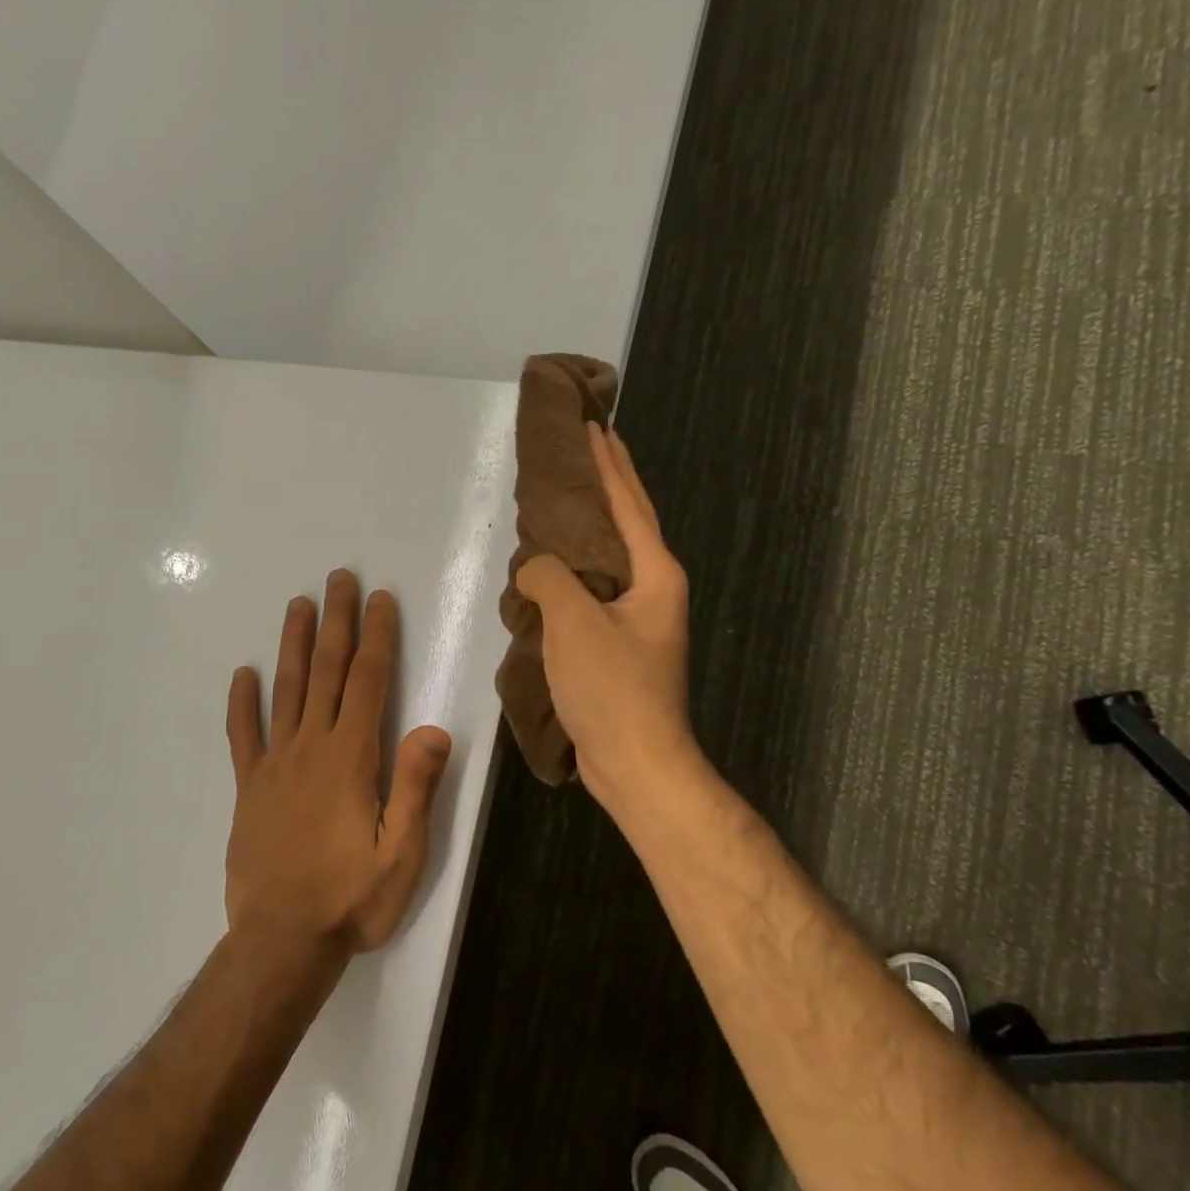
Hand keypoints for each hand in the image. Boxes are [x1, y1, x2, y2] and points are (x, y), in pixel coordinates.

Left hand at [224, 570, 453, 961]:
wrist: (280, 942)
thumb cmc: (351, 898)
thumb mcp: (401, 853)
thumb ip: (415, 787)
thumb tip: (433, 727)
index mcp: (351, 758)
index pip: (367, 681)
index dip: (376, 637)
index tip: (379, 599)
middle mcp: (311, 747)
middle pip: (325, 671)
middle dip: (336, 621)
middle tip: (338, 578)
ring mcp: (274, 764)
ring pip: (285, 690)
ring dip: (292, 644)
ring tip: (297, 605)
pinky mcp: (249, 788)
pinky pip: (243, 736)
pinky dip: (242, 703)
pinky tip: (242, 674)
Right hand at [515, 423, 695, 813]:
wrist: (636, 764)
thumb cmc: (612, 689)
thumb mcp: (574, 623)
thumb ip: (549, 578)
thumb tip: (534, 568)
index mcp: (655, 574)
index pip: (629, 503)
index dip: (609, 462)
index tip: (594, 425)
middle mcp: (653, 588)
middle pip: (628, 522)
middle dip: (609, 482)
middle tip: (587, 445)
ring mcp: (638, 618)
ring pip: (609, 557)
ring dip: (588, 524)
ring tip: (562, 497)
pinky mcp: (619, 643)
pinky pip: (593, 589)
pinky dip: (574, 567)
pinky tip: (551, 566)